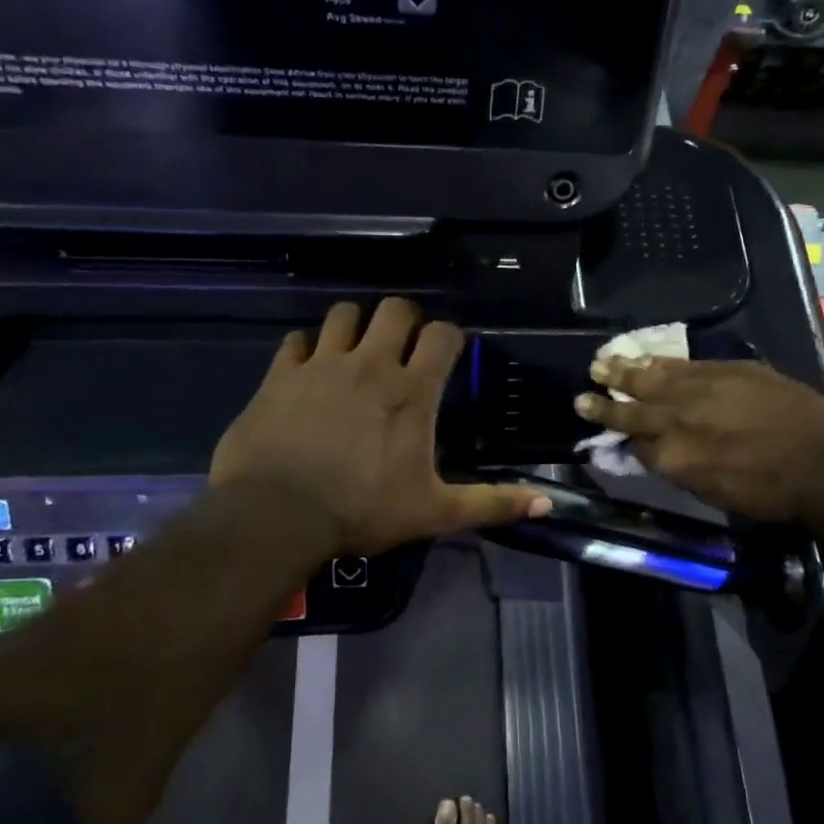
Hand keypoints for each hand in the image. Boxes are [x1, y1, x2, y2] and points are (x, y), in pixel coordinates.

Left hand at [211, 299, 550, 554]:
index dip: (449, 337)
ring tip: (356, 349)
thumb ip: (490, 503)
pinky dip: (307, 347)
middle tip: (403, 346)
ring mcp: (322, 364)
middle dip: (405, 320)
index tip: (447, 353)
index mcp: (411, 391)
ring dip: (356, 325)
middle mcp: (370, 364)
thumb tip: (546, 502)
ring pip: (344, 312)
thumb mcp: (433, 512)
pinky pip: (297, 339)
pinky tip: (309, 367)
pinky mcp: (282, 373)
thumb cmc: (362, 510)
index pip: (443, 334)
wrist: (277, 515)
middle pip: (395, 308)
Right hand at [575, 357, 823, 522]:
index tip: (599, 426)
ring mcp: (700, 390)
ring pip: (652, 378)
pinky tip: (645, 358)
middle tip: (580, 395)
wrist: (823, 465)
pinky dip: (658, 362)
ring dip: (624, 372)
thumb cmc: (770, 493)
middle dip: (604, 402)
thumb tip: (654, 452)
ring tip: (601, 363)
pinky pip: (681, 364)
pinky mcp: (724, 370)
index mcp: (673, 457)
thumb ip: (678, 468)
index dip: (617, 434)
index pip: (634, 441)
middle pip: (632, 408)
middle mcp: (678, 420)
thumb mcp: (713, 493)